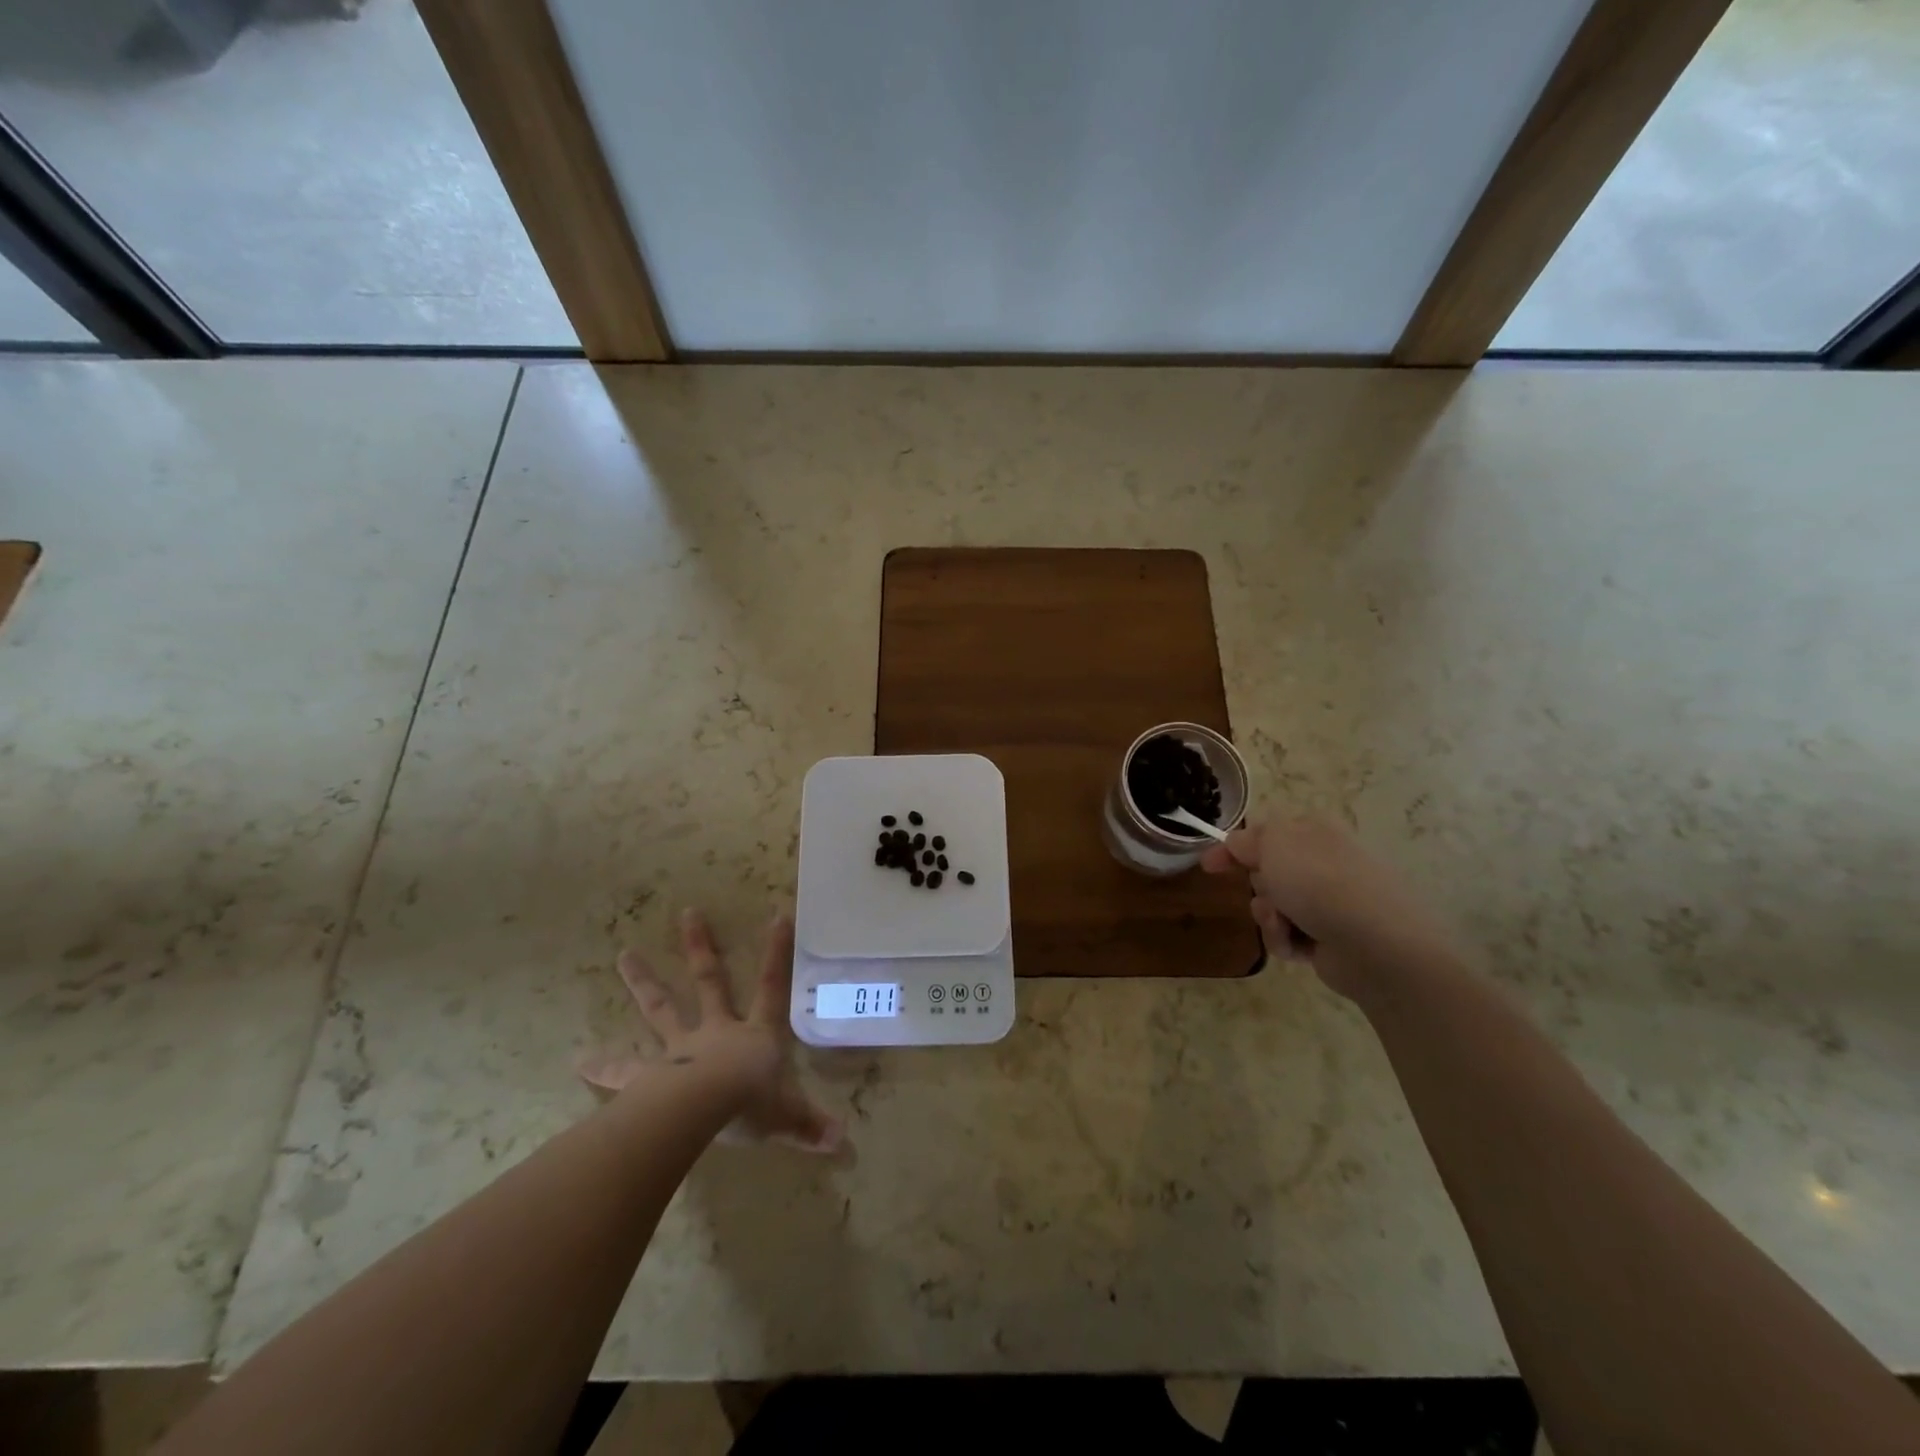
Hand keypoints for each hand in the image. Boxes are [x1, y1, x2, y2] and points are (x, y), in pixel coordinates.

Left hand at [579, 909, 842, 1153]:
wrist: (702, 1111)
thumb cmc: (750, 1106)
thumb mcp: (787, 1117)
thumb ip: (810, 1126)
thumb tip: (843, 1143)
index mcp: (754, 1035)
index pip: (772, 986)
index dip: (776, 952)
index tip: (777, 915)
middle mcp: (717, 1031)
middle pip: (709, 981)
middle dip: (700, 947)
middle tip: (687, 913)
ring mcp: (680, 1048)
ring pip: (661, 1008)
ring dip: (644, 981)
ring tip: (623, 955)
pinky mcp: (649, 1075)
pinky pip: (624, 1070)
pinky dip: (603, 1066)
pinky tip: (580, 1060)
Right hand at [1201, 814, 1450, 999]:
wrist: (1378, 945)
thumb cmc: (1321, 882)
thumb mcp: (1274, 845)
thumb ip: (1248, 840)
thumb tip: (1237, 843)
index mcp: (1314, 832)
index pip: (1264, 833)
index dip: (1234, 847)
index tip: (1208, 865)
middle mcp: (1323, 863)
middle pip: (1267, 871)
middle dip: (1257, 885)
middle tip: (1267, 892)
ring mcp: (1330, 901)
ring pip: (1274, 906)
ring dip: (1268, 916)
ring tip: (1283, 924)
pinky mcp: (1331, 937)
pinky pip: (1289, 935)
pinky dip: (1286, 940)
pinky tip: (1299, 946)